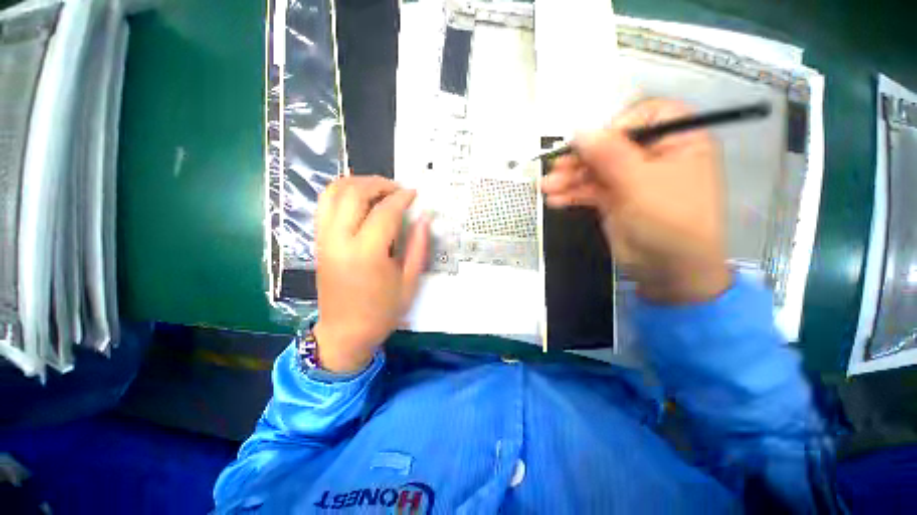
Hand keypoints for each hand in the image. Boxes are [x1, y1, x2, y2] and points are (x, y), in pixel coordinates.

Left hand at [314, 176, 428, 372]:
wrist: (344, 333)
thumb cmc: (382, 311)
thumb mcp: (409, 282)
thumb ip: (417, 246)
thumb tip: (424, 218)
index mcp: (367, 254)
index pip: (385, 211)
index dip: (402, 198)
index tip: (414, 194)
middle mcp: (340, 240)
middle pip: (354, 193)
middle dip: (378, 183)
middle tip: (397, 189)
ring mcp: (324, 239)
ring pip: (333, 193)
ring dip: (357, 183)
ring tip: (378, 189)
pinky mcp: (318, 242)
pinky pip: (325, 205)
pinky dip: (342, 193)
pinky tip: (360, 200)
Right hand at [541, 99, 729, 303]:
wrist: (668, 270)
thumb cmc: (670, 222)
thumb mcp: (641, 183)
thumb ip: (609, 155)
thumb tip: (580, 132)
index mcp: (677, 142)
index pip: (645, 116)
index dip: (616, 126)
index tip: (592, 145)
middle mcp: (653, 157)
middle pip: (610, 146)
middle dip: (581, 159)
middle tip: (556, 169)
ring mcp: (630, 180)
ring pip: (595, 170)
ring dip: (569, 178)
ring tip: (548, 187)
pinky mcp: (613, 199)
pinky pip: (589, 190)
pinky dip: (571, 194)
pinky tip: (556, 199)